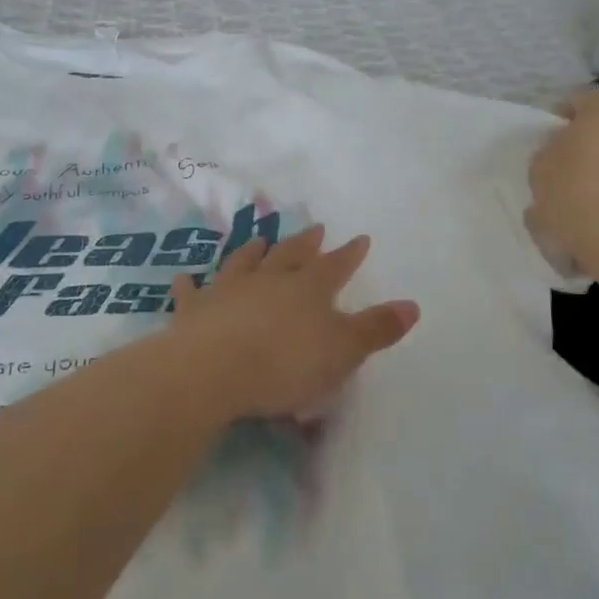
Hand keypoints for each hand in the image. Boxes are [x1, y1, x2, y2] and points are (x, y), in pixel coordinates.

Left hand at [166, 225, 419, 422]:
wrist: (211, 370)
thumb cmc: (285, 364)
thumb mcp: (343, 351)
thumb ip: (376, 328)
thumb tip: (413, 305)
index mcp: (308, 289)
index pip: (335, 266)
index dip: (349, 254)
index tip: (360, 238)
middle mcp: (268, 280)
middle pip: (290, 255)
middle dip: (305, 243)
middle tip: (314, 228)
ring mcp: (227, 290)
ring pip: (244, 262)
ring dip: (254, 251)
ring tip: (260, 239)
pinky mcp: (193, 310)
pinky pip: (191, 291)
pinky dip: (190, 284)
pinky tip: (185, 278)